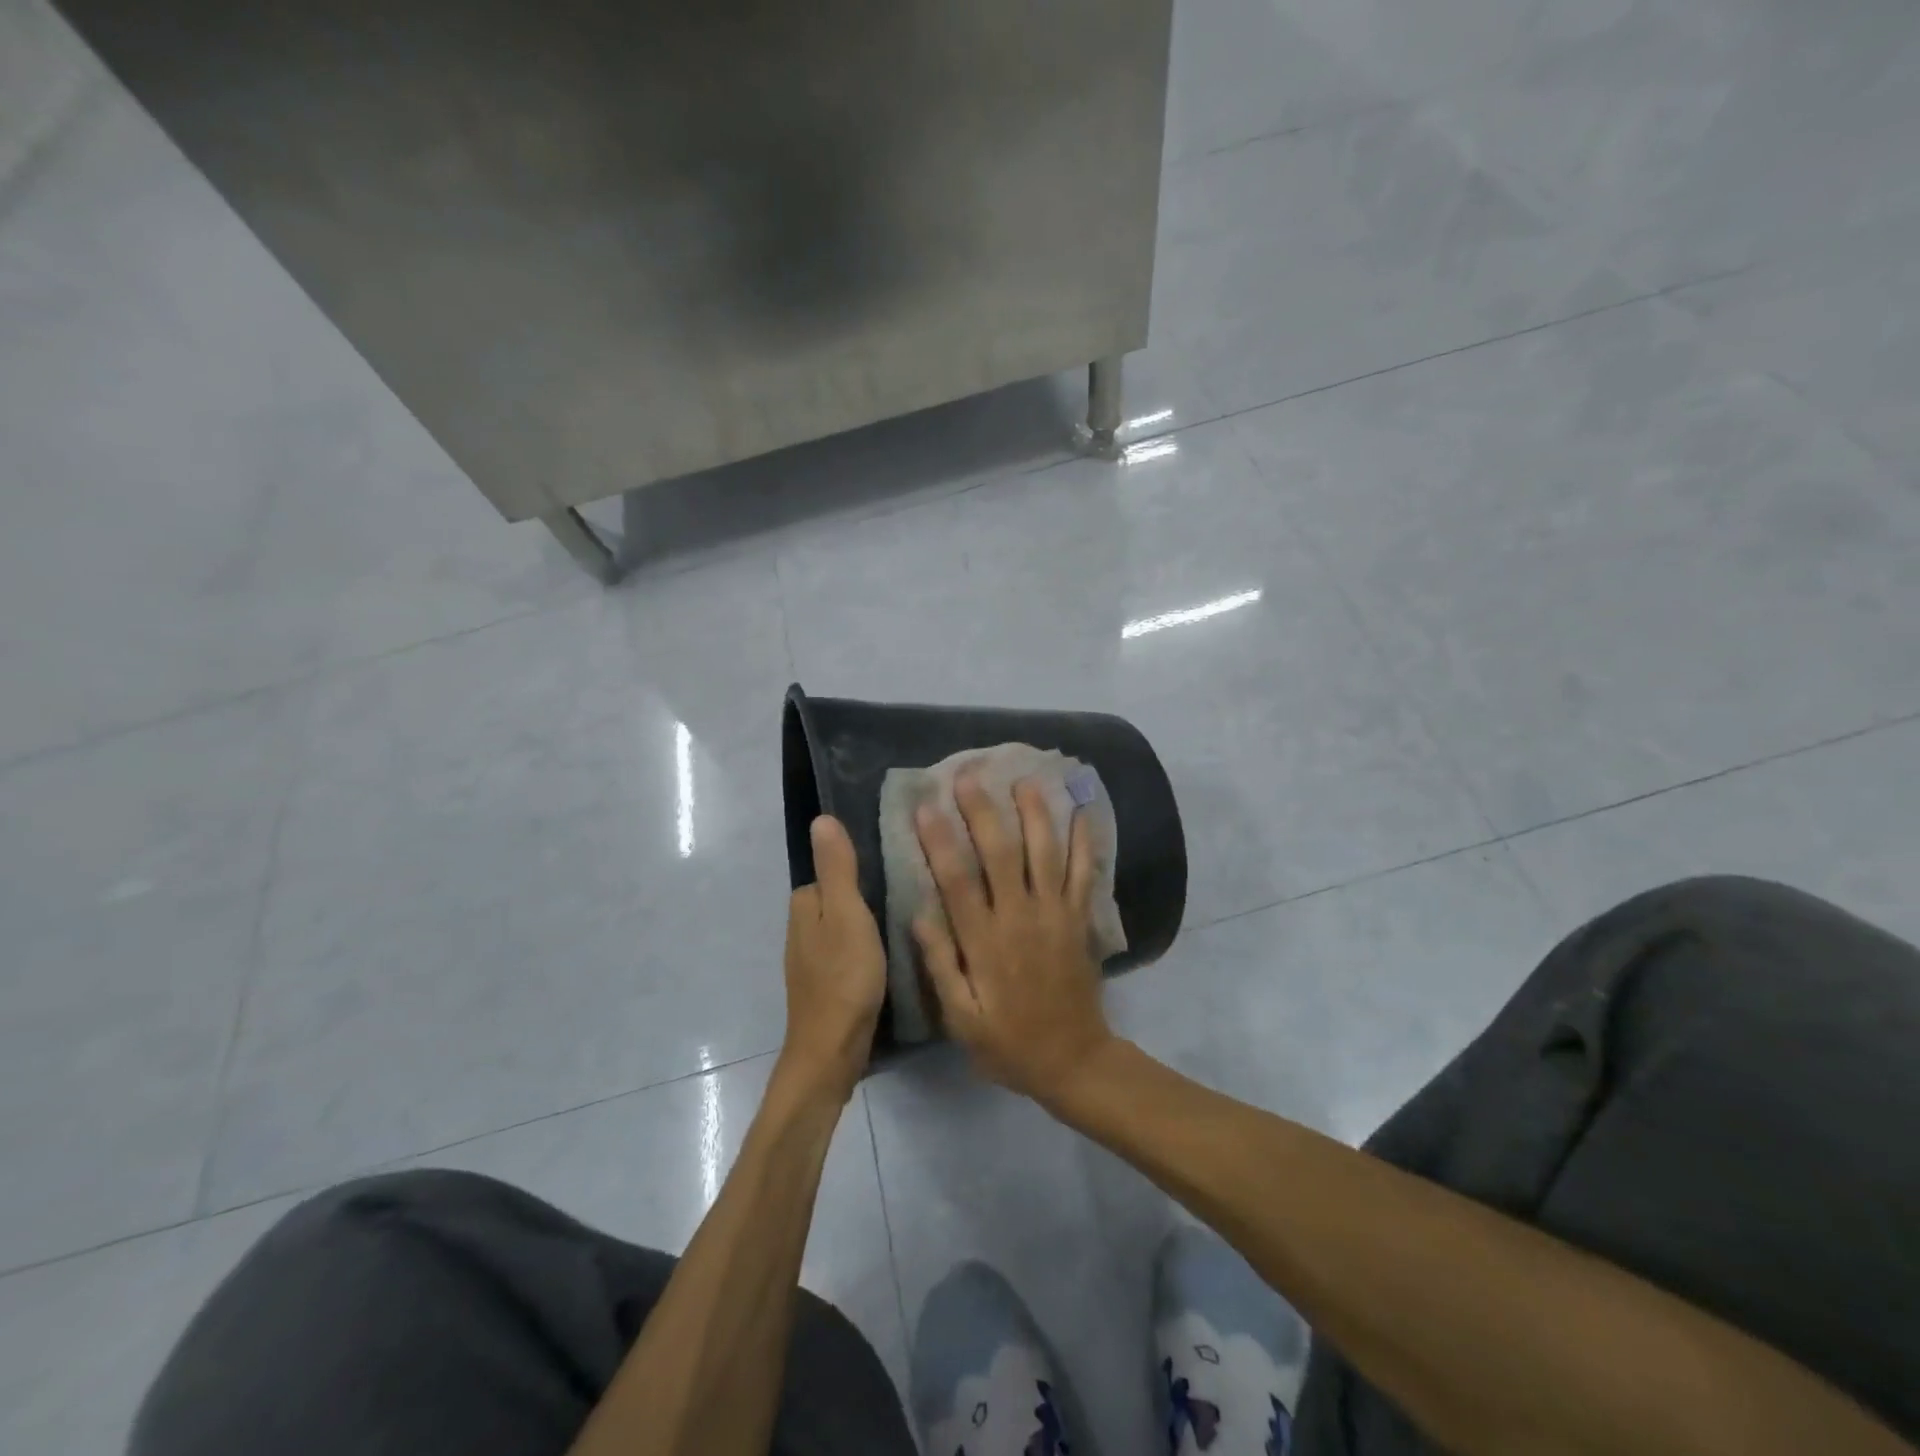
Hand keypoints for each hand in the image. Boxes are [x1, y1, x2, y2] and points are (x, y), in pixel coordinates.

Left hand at [780, 816, 885, 1102]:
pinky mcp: (828, 983)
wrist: (832, 1051)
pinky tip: (893, 952)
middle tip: (910, 889)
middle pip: (840, 896)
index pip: (834, 869)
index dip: (862, 865)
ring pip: (846, 924)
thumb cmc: (843, 978)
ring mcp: (813, 959)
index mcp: (805, 905)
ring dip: (870, 921)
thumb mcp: (847, 914)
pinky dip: (868, 946)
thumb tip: (820, 818)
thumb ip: (837, 868)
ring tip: (909, 918)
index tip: (896, 862)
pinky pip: (850, 950)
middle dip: (868, 891)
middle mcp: (803, 928)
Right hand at [913, 774, 1112, 1102]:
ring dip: (1035, 813)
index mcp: (985, 941)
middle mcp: (1020, 917)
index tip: (925, 806)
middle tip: (969, 774)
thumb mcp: (961, 1018)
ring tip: (1024, 779)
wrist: (1073, 1060)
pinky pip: (1084, 873)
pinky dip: (1085, 841)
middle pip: (1000, 853)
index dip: (940, 841)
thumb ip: (941, 965)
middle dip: (983, 811)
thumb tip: (918, 913)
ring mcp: (1055, 914)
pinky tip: (1083, 812)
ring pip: (1044, 852)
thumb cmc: (1008, 1041)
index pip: (957, 880)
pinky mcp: (1079, 919)